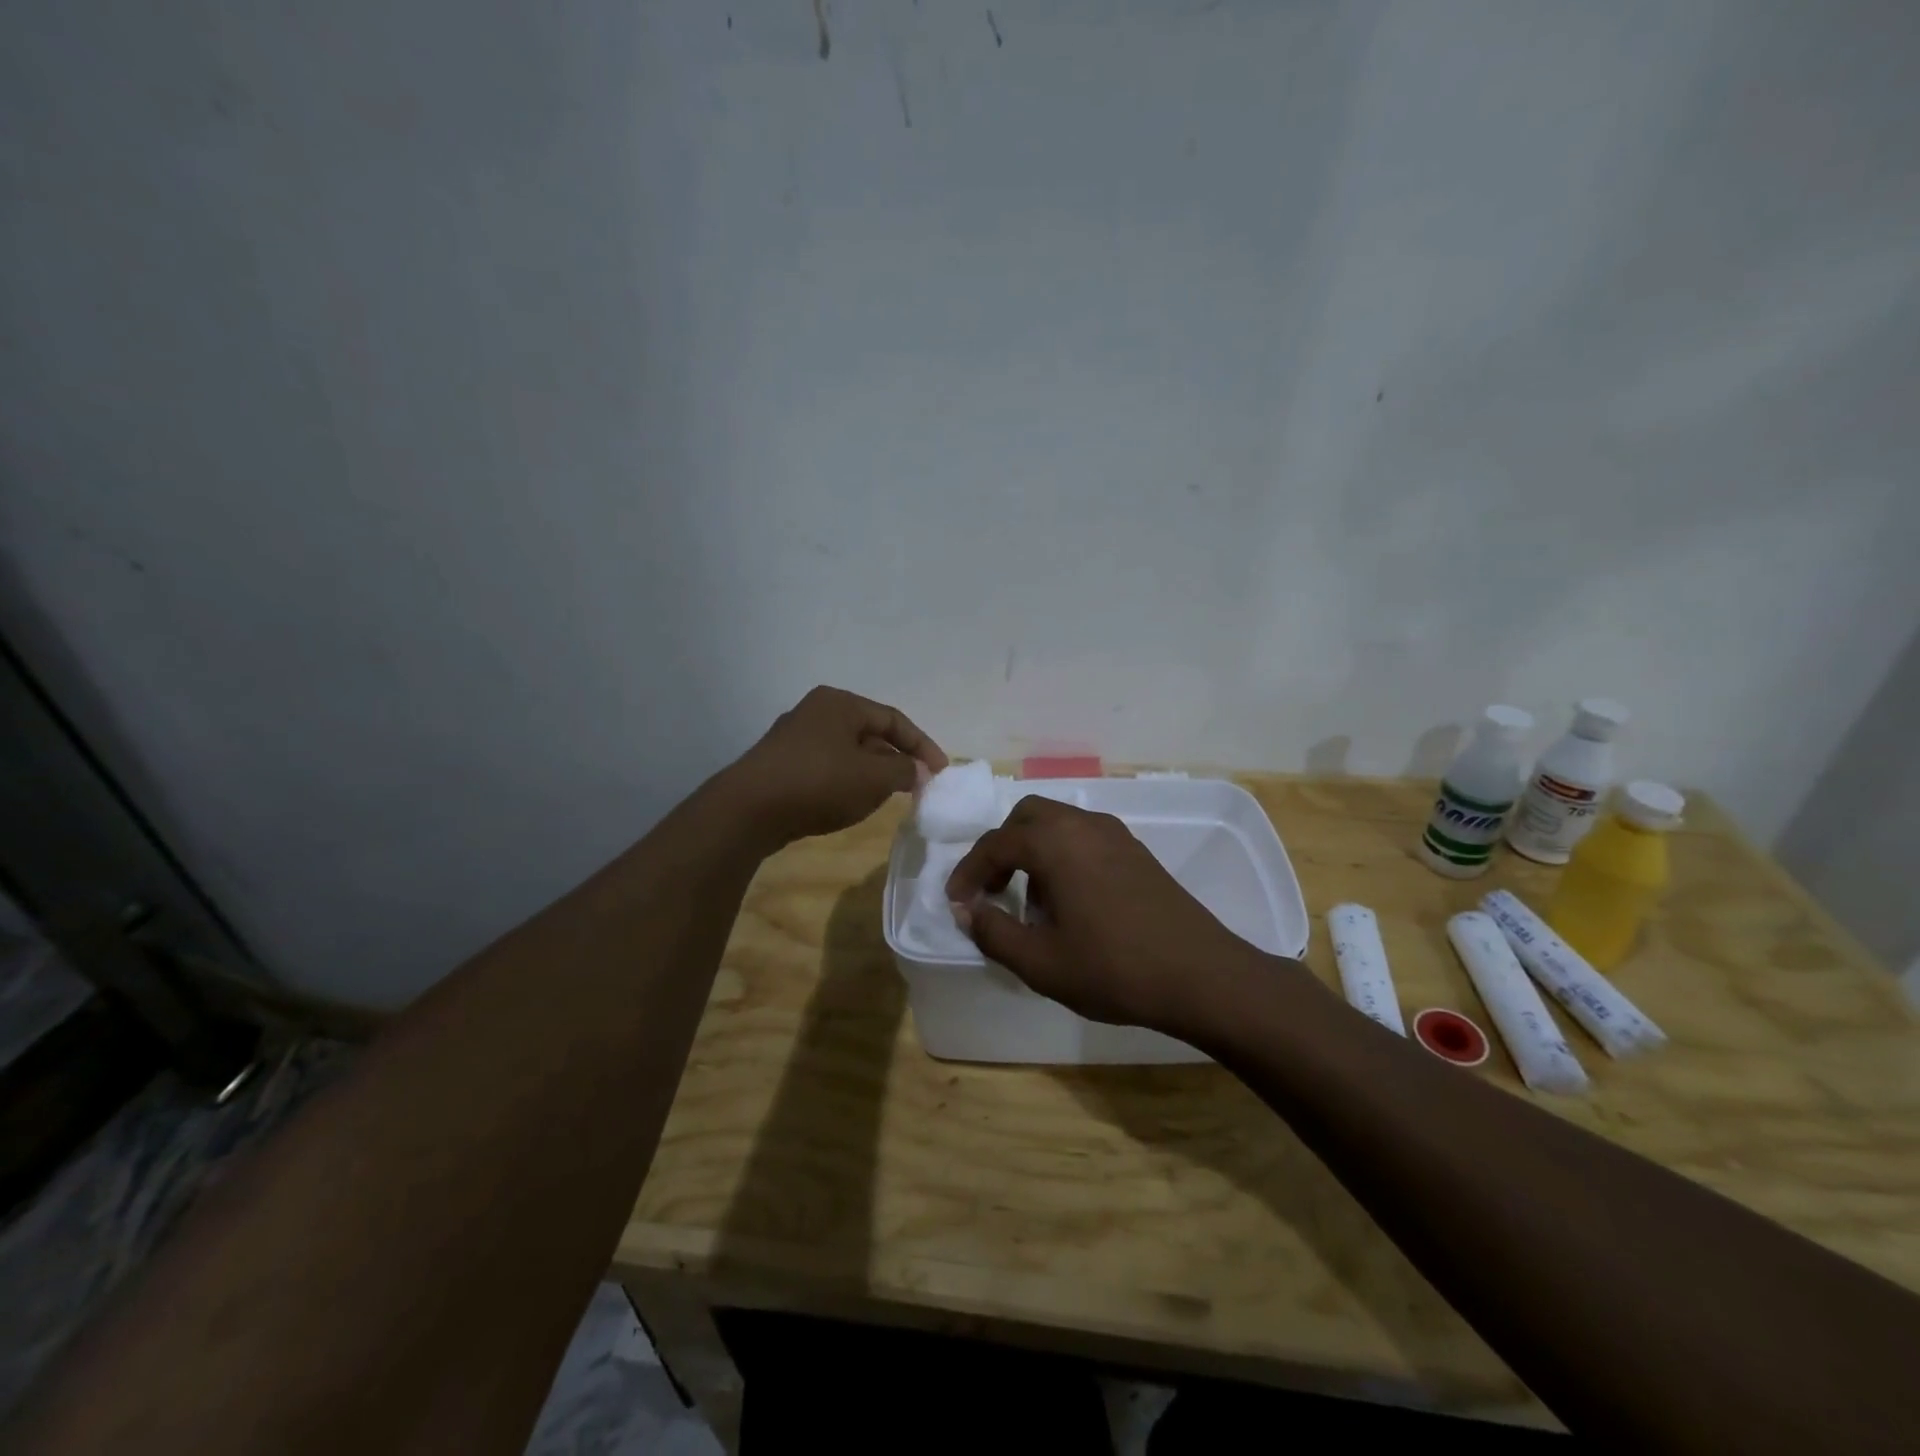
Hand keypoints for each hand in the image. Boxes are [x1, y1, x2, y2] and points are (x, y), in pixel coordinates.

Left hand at [721, 686, 947, 848]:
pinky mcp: (782, 764)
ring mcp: (795, 738)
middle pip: (870, 734)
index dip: (922, 745)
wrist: (748, 810)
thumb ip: (905, 770)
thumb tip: (917, 771)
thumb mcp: (874, 777)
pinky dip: (847, 782)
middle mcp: (817, 712)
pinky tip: (850, 804)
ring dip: (872, 773)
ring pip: (848, 753)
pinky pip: (827, 768)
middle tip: (916, 786)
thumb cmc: (819, 783)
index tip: (941, 772)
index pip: (894, 720)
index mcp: (840, 703)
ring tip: (887, 798)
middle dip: (896, 760)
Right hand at [945, 796, 1278, 1040]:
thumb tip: (966, 910)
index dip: (969, 872)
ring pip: (1057, 824)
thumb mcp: (1041, 962)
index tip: (956, 901)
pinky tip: (1070, 902)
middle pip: (1026, 817)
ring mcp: (1115, 834)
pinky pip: (1084, 838)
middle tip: (992, 890)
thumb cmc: (1114, 969)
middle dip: (1001, 849)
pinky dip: (1062, 856)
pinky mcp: (1137, 851)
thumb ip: (993, 932)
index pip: (996, 843)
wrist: (1202, 975)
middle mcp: (1084, 824)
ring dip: (1033, 852)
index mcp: (1055, 842)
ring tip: (1031, 904)